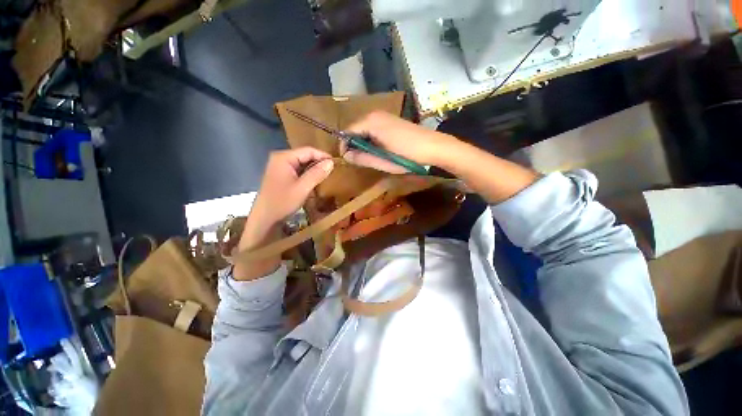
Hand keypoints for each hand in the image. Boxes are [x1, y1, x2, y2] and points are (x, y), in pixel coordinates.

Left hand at [240, 147, 333, 249]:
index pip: (308, 150)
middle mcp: (280, 159)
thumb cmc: (282, 202)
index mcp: (284, 158)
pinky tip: (315, 180)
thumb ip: (317, 173)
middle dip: (319, 162)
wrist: (264, 218)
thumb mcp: (302, 188)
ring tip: (327, 175)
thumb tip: (331, 162)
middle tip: (333, 170)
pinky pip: (297, 170)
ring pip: (302, 163)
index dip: (323, 156)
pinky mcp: (280, 175)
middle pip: (304, 155)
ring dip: (314, 169)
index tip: (337, 163)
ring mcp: (279, 167)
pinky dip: (307, 174)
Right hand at [343, 111, 459, 172]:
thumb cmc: (408, 156)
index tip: (348, 160)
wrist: (435, 147)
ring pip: (365, 129)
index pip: (348, 131)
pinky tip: (380, 150)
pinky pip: (374, 129)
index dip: (345, 146)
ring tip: (370, 157)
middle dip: (354, 145)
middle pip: (356, 129)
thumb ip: (362, 157)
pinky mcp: (392, 121)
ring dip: (364, 143)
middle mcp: (375, 114)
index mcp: (371, 122)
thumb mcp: (383, 161)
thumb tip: (346, 156)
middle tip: (359, 161)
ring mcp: (385, 116)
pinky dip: (372, 140)